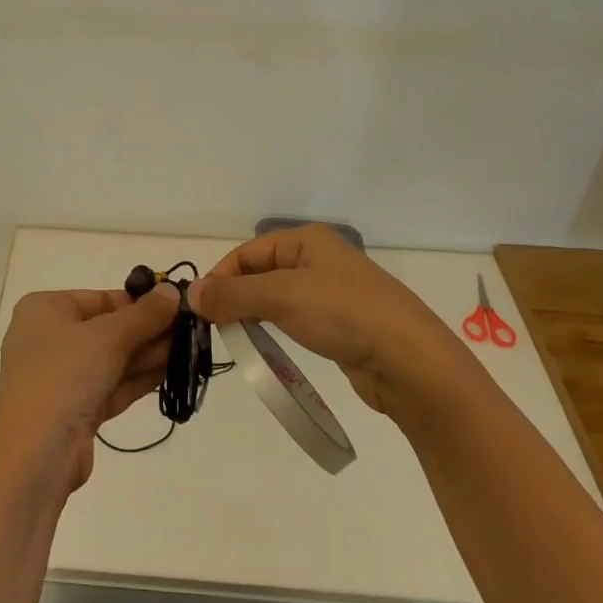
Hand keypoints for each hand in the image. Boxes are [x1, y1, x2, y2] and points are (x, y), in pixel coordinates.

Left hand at [0, 285, 178, 491]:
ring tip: (191, 349)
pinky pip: (111, 386)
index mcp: (45, 310)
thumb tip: (172, 291)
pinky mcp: (74, 411)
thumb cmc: (63, 375)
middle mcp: (49, 339)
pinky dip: (138, 380)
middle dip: (148, 331)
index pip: (100, 299)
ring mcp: (61, 378)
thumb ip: (144, 315)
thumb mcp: (108, 336)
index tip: (177, 305)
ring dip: (149, 355)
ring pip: (112, 360)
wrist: (33, 456)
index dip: (138, 302)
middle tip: (191, 329)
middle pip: (108, 329)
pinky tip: (171, 373)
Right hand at [190, 224, 454, 417]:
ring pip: (277, 297)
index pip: (247, 253)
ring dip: (253, 314)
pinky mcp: (341, 323)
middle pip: (260, 273)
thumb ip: (233, 295)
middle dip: (235, 297)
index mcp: (306, 240)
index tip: (200, 310)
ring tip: (237, 338)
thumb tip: (191, 293)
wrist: (411, 361)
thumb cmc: (344, 314)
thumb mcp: (281, 297)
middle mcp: (318, 259)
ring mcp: (331, 292)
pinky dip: (276, 328)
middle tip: (214, 327)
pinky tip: (269, 346)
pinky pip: (296, 319)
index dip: (221, 278)